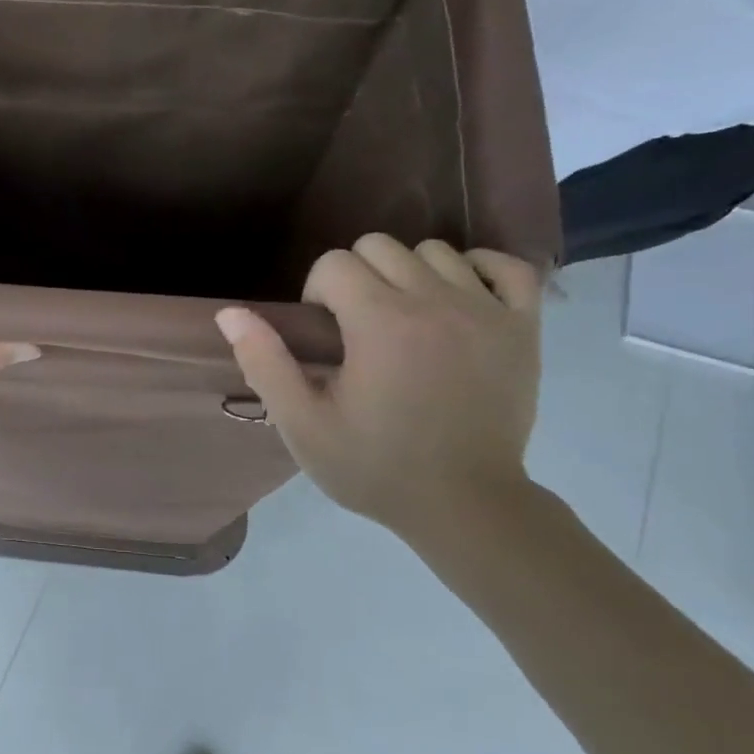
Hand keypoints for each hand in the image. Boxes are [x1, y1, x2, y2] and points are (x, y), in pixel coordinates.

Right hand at [215, 235, 542, 535]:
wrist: (465, 507)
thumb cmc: (375, 467)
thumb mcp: (303, 425)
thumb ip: (264, 363)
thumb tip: (230, 313)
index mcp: (380, 323)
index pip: (334, 263)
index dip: (316, 293)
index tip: (323, 336)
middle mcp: (435, 302)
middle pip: (379, 246)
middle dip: (355, 278)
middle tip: (357, 328)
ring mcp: (486, 311)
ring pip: (434, 250)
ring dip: (408, 274)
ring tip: (405, 319)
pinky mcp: (524, 328)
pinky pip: (506, 266)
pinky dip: (478, 271)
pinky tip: (458, 299)